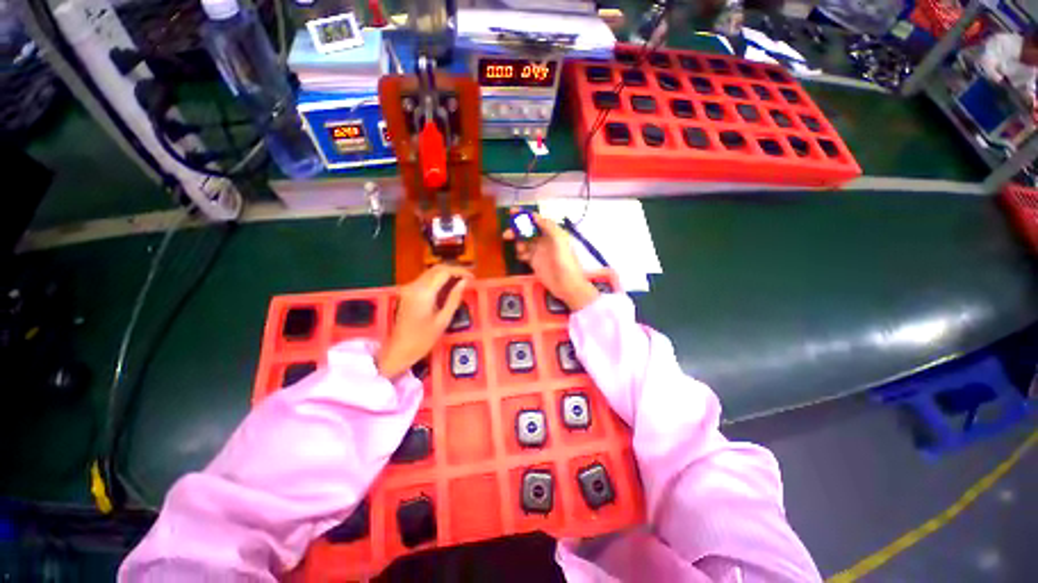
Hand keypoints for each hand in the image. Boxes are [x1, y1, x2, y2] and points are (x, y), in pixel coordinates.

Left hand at [376, 264, 472, 378]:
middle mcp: (415, 285)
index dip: (460, 272)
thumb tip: (465, 282)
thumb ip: (454, 298)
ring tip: (462, 282)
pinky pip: (426, 280)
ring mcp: (409, 288)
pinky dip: (439, 280)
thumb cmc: (423, 339)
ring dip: (447, 274)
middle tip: (469, 278)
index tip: (473, 277)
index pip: (445, 272)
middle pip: (437, 269)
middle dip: (454, 270)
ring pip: (431, 272)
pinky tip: (448, 287)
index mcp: (424, 292)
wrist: (399, 350)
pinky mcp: (408, 292)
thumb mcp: (443, 320)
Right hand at [504, 211, 598, 310]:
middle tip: (506, 234)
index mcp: (552, 232)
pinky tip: (521, 257)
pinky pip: (523, 254)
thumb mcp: (559, 240)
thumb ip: (547, 226)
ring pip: (524, 242)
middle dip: (517, 230)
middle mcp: (544, 240)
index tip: (512, 212)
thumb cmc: (565, 261)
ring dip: (518, 243)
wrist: (566, 284)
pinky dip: (520, 253)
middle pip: (527, 231)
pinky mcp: (534, 263)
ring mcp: (539, 252)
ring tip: (520, 250)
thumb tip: (534, 215)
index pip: (536, 220)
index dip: (524, 215)